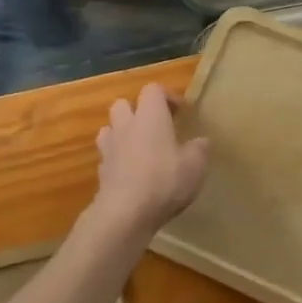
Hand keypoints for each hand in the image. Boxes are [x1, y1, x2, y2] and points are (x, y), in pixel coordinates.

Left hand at [92, 83, 209, 238]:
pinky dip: (117, 160)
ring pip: (110, 128)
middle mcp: (126, 125)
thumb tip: (201, 141)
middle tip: (155, 127)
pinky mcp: (100, 171)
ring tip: (139, 148)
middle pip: (123, 104)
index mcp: (150, 116)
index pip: (153, 90)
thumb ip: (199, 149)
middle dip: (137, 111)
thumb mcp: (195, 165)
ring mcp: (109, 148)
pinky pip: (107, 156)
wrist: (125, 212)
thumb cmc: (164, 180)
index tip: (180, 112)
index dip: (167, 97)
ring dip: (122, 133)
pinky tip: (131, 174)